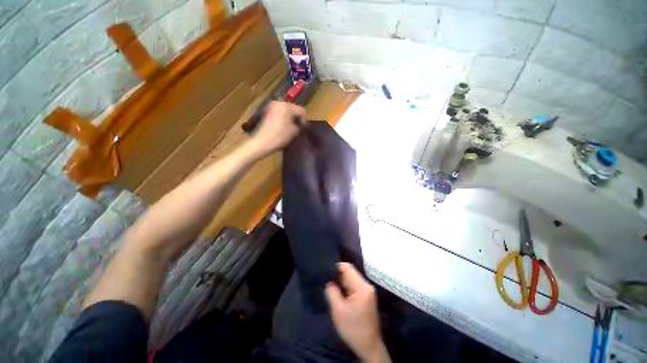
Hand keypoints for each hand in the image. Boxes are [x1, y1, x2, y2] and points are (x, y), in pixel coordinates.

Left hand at [249, 101, 305, 156]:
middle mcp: (279, 103)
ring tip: (291, 128)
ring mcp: (272, 107)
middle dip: (296, 118)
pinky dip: (284, 119)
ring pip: (286, 111)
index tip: (303, 128)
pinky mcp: (267, 112)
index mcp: (287, 106)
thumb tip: (298, 124)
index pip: (301, 110)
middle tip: (298, 127)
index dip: (304, 120)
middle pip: (293, 109)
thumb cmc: (280, 135)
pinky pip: (280, 113)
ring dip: (290, 118)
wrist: (263, 142)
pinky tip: (284, 127)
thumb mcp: (294, 131)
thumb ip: (299, 125)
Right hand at [325, 263, 390, 362]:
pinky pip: (354, 285)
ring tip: (330, 286)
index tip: (325, 271)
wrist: (369, 347)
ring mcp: (368, 290)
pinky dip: (345, 286)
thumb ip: (331, 291)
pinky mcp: (367, 295)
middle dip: (337, 275)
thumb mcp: (338, 310)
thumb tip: (327, 278)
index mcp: (362, 287)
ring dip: (341, 281)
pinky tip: (338, 292)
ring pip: (351, 278)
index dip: (335, 267)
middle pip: (350, 272)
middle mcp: (367, 285)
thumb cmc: (352, 329)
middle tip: (326, 280)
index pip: (347, 267)